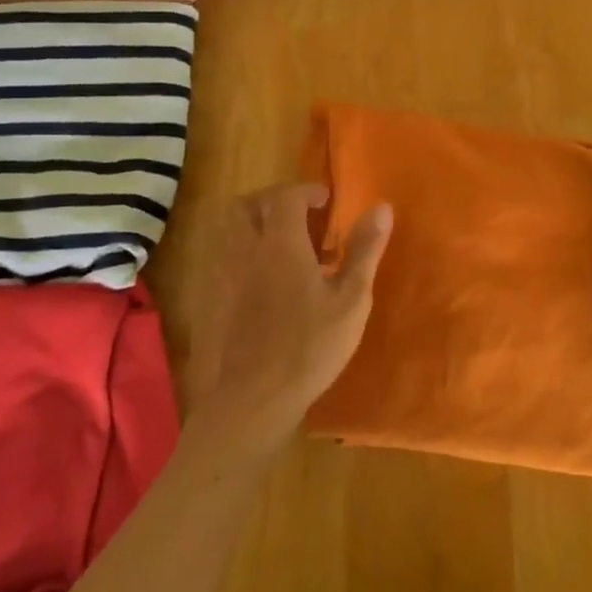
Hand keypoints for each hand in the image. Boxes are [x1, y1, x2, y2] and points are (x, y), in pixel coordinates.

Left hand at [183, 184, 392, 465]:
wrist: (253, 399)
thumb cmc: (310, 347)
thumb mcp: (351, 300)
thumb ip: (364, 250)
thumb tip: (382, 207)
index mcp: (280, 243)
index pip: (286, 196)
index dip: (306, 192)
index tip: (326, 202)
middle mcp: (244, 249)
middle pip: (247, 205)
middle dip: (272, 200)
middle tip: (299, 217)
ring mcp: (221, 275)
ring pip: (227, 230)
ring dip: (252, 224)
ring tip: (280, 246)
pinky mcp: (209, 300)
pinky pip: (219, 258)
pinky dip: (239, 253)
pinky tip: (260, 281)